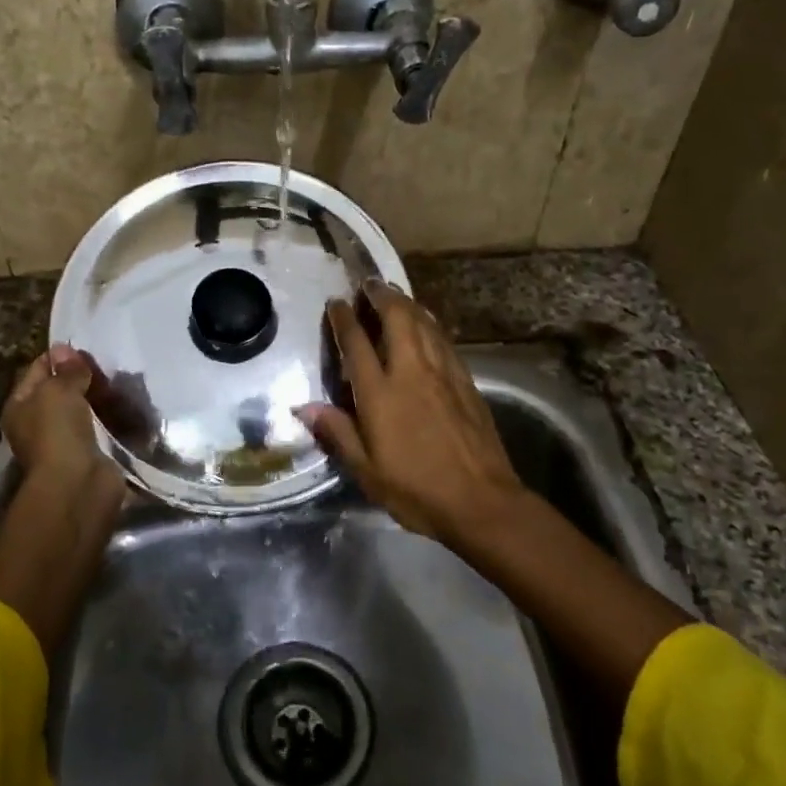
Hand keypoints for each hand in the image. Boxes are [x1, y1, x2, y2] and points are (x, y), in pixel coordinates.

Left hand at [2, 344, 119, 493]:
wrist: (78, 484)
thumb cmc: (57, 432)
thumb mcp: (57, 390)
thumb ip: (66, 370)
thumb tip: (66, 349)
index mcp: (19, 407)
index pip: (36, 371)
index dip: (58, 357)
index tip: (83, 347)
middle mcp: (37, 425)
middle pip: (60, 392)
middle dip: (82, 378)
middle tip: (107, 364)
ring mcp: (64, 442)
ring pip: (83, 410)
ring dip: (100, 398)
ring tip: (123, 381)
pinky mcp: (90, 455)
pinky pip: (101, 429)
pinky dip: (113, 419)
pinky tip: (129, 406)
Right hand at [297, 283, 527, 548]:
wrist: (481, 501)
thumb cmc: (416, 490)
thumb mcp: (366, 470)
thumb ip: (337, 432)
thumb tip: (303, 407)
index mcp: (381, 393)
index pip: (356, 344)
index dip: (344, 319)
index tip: (336, 302)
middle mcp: (411, 372)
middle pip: (397, 318)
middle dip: (381, 295)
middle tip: (368, 283)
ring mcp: (443, 373)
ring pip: (424, 322)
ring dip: (407, 303)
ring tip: (394, 294)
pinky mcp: (465, 381)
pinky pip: (443, 339)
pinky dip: (430, 323)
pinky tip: (427, 324)